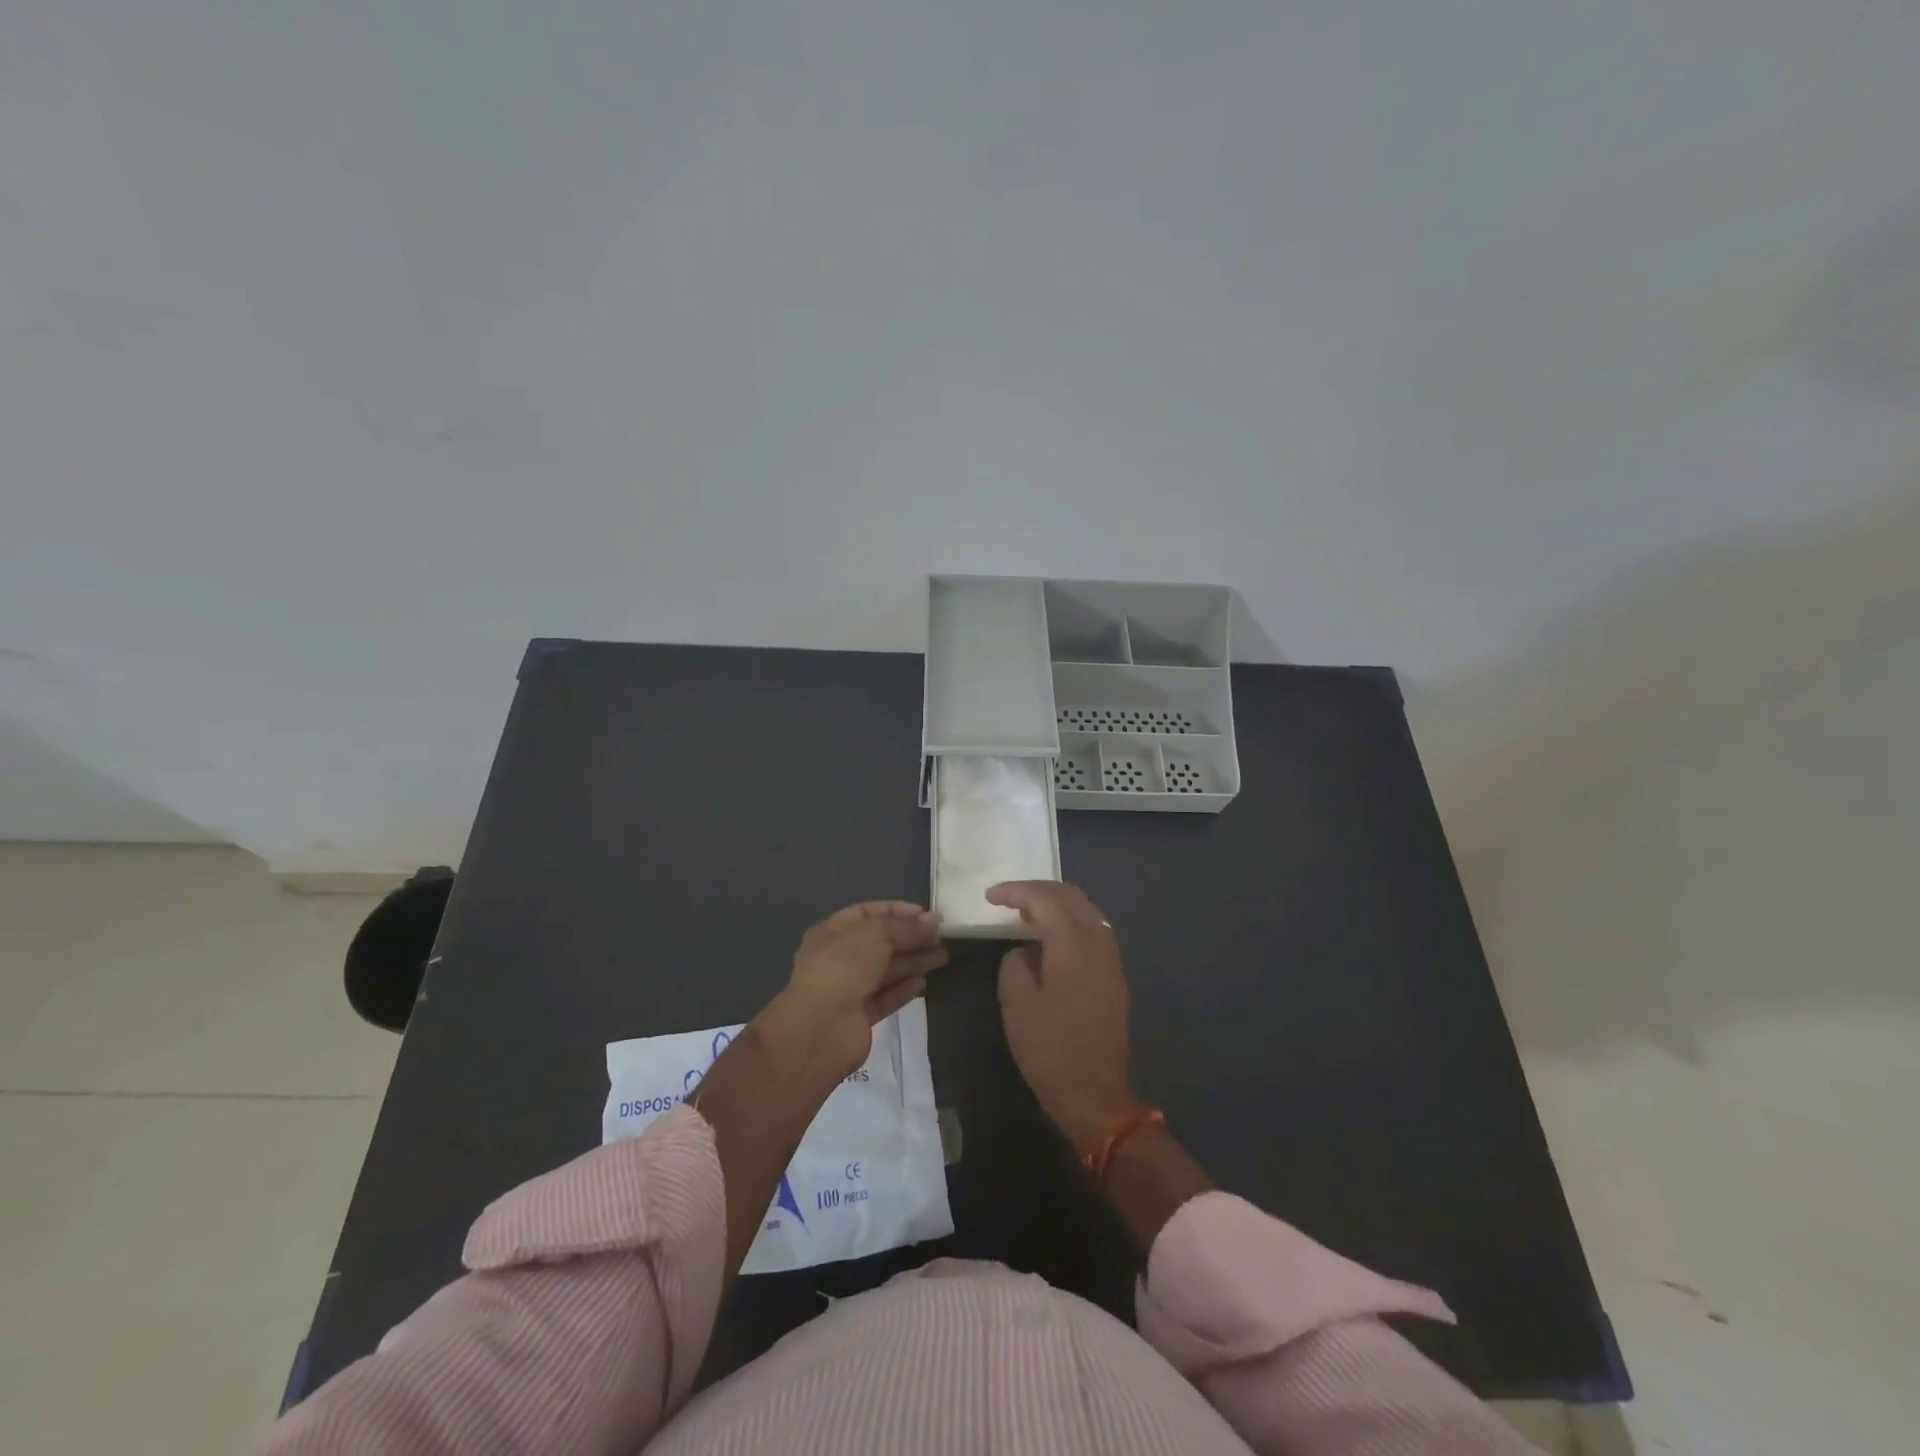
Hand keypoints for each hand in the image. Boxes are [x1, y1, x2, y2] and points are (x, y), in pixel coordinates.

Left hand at [773, 901, 948, 1078]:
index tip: (926, 914)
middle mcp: (838, 959)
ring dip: (913, 961)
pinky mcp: (859, 1017)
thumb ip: (905, 927)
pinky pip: (885, 998)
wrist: (820, 1029)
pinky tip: (923, 983)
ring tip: (943, 956)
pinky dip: (904, 989)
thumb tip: (933, 921)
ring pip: (886, 970)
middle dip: (910, 937)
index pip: (868, 913)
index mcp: (831, 933)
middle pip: (880, 943)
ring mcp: (848, 989)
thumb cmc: (843, 968)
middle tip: (941, 936)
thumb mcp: (875, 935)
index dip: (897, 911)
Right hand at [988, 881, 1136, 1156]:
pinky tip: (1050, 936)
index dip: (1015, 891)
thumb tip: (1024, 950)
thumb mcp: (1016, 1003)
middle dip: (1037, 890)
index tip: (990, 896)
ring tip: (1026, 914)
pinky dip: (1069, 921)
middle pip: (1070, 896)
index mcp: (1073, 944)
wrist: (1094, 1093)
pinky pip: (1092, 929)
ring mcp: (1111, 958)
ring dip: (1056, 904)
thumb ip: (1015, 963)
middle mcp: (1098, 941)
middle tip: (1007, 899)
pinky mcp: (1114, 974)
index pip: (1044, 899)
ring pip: (1085, 910)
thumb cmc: (1049, 1048)